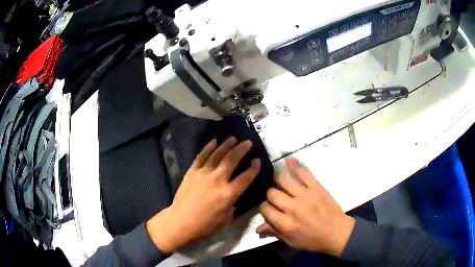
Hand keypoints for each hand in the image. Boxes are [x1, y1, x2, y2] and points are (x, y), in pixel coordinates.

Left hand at [146, 137, 260, 253]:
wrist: (181, 222)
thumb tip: (234, 197)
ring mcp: (204, 174)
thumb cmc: (205, 225)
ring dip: (226, 145)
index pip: (246, 177)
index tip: (257, 160)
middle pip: (232, 160)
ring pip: (217, 155)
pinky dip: (208, 148)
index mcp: (229, 194)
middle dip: (242, 149)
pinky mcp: (192, 171)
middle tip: (248, 142)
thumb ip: (233, 205)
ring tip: (233, 138)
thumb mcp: (226, 219)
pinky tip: (214, 141)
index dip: (254, 168)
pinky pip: (201, 156)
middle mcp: (218, 180)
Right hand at [256, 159, 354, 256]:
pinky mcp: (316, 187)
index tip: (269, 209)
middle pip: (272, 193)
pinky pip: (303, 172)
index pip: (265, 209)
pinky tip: (287, 161)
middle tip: (276, 198)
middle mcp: (293, 208)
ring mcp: (306, 195)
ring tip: (278, 180)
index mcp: (286, 224)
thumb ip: (274, 232)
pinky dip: (294, 165)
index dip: (264, 208)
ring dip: (278, 179)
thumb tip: (258, 228)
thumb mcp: (291, 242)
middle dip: (270, 195)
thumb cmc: (313, 240)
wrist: (337, 233)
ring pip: (283, 179)